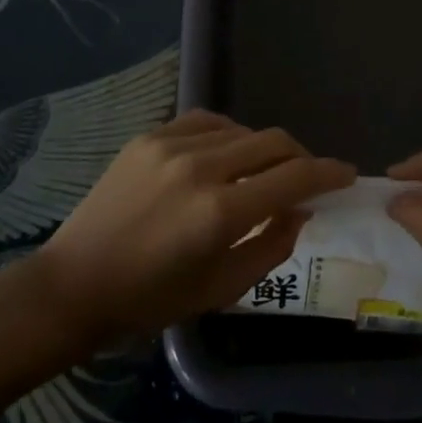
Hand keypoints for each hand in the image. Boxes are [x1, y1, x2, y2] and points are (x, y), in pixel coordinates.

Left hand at [35, 110, 353, 343]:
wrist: (74, 284)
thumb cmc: (150, 300)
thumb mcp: (221, 289)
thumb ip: (273, 246)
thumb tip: (302, 211)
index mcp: (221, 212)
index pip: (294, 177)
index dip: (329, 173)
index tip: (346, 175)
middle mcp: (201, 167)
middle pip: (274, 143)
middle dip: (301, 158)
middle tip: (306, 178)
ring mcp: (172, 146)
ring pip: (242, 130)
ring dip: (263, 149)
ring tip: (260, 173)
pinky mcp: (150, 137)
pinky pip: (207, 122)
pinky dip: (228, 136)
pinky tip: (225, 155)